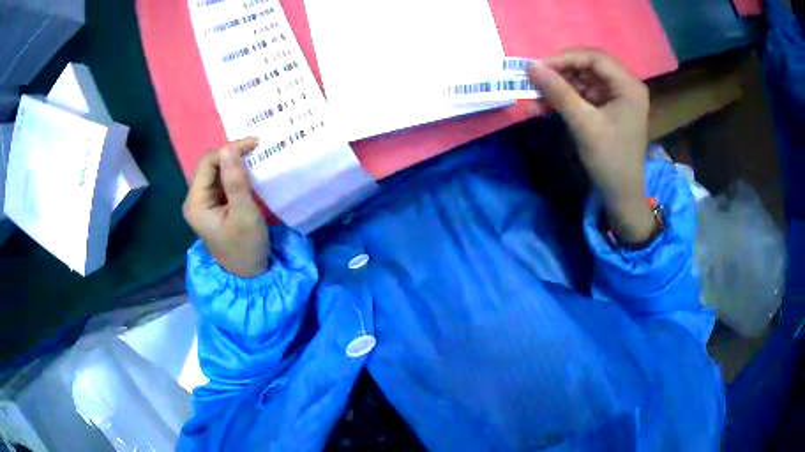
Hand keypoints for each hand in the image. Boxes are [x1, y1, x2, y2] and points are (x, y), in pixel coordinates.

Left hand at [183, 138, 268, 277]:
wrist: (249, 275)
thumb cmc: (246, 247)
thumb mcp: (244, 213)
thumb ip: (235, 181)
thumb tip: (230, 147)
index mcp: (196, 202)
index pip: (208, 162)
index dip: (230, 149)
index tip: (256, 145)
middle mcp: (195, 199)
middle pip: (211, 165)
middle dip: (233, 155)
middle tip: (258, 150)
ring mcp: (204, 203)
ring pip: (218, 172)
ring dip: (235, 164)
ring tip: (257, 159)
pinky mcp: (215, 206)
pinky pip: (223, 182)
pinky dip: (236, 175)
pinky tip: (250, 174)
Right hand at [528, 48, 654, 243]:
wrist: (622, 196)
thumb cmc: (609, 160)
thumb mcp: (583, 124)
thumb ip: (558, 92)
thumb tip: (531, 67)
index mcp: (629, 86)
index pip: (595, 58)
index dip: (565, 59)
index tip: (539, 68)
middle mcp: (626, 86)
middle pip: (590, 66)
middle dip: (562, 72)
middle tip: (537, 81)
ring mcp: (618, 97)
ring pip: (585, 80)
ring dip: (560, 87)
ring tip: (536, 98)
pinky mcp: (610, 108)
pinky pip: (585, 94)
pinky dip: (567, 98)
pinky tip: (547, 106)